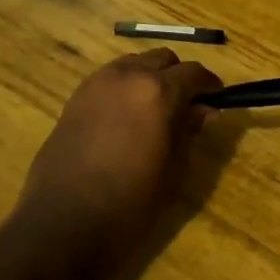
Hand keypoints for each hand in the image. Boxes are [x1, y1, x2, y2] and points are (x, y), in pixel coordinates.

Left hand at [18, 49, 223, 257]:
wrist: (63, 221)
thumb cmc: (129, 202)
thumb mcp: (173, 170)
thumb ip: (189, 131)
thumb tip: (204, 110)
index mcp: (158, 92)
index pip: (194, 73)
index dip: (209, 85)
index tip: (216, 100)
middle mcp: (128, 75)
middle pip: (163, 59)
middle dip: (178, 76)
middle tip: (186, 105)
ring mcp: (98, 82)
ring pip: (134, 63)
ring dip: (150, 77)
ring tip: (154, 109)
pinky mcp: (76, 96)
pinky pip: (110, 77)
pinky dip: (125, 86)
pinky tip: (126, 116)